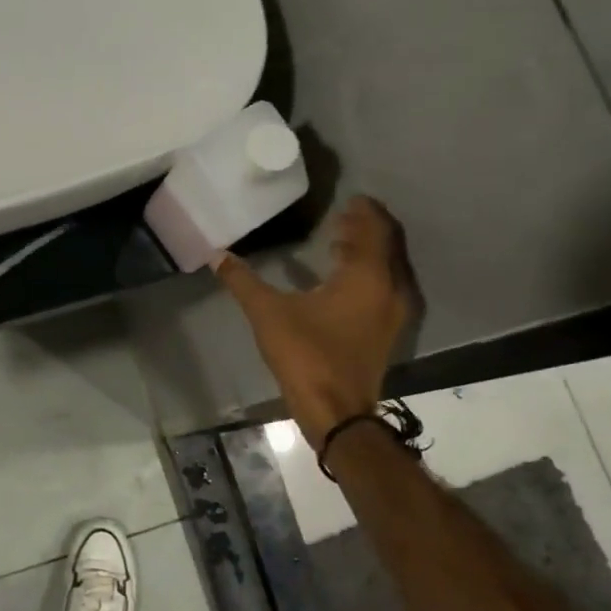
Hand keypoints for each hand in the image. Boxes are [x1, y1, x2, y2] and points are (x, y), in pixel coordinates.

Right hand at [214, 196, 413, 449]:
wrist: (336, 412)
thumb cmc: (306, 355)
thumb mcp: (268, 314)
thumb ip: (243, 281)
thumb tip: (217, 255)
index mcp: (366, 276)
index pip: (373, 229)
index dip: (363, 212)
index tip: (350, 198)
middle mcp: (389, 289)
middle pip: (386, 245)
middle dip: (366, 228)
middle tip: (344, 216)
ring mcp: (393, 313)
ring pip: (387, 268)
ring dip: (368, 251)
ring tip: (341, 241)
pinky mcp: (387, 332)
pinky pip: (384, 287)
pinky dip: (369, 274)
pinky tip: (343, 279)